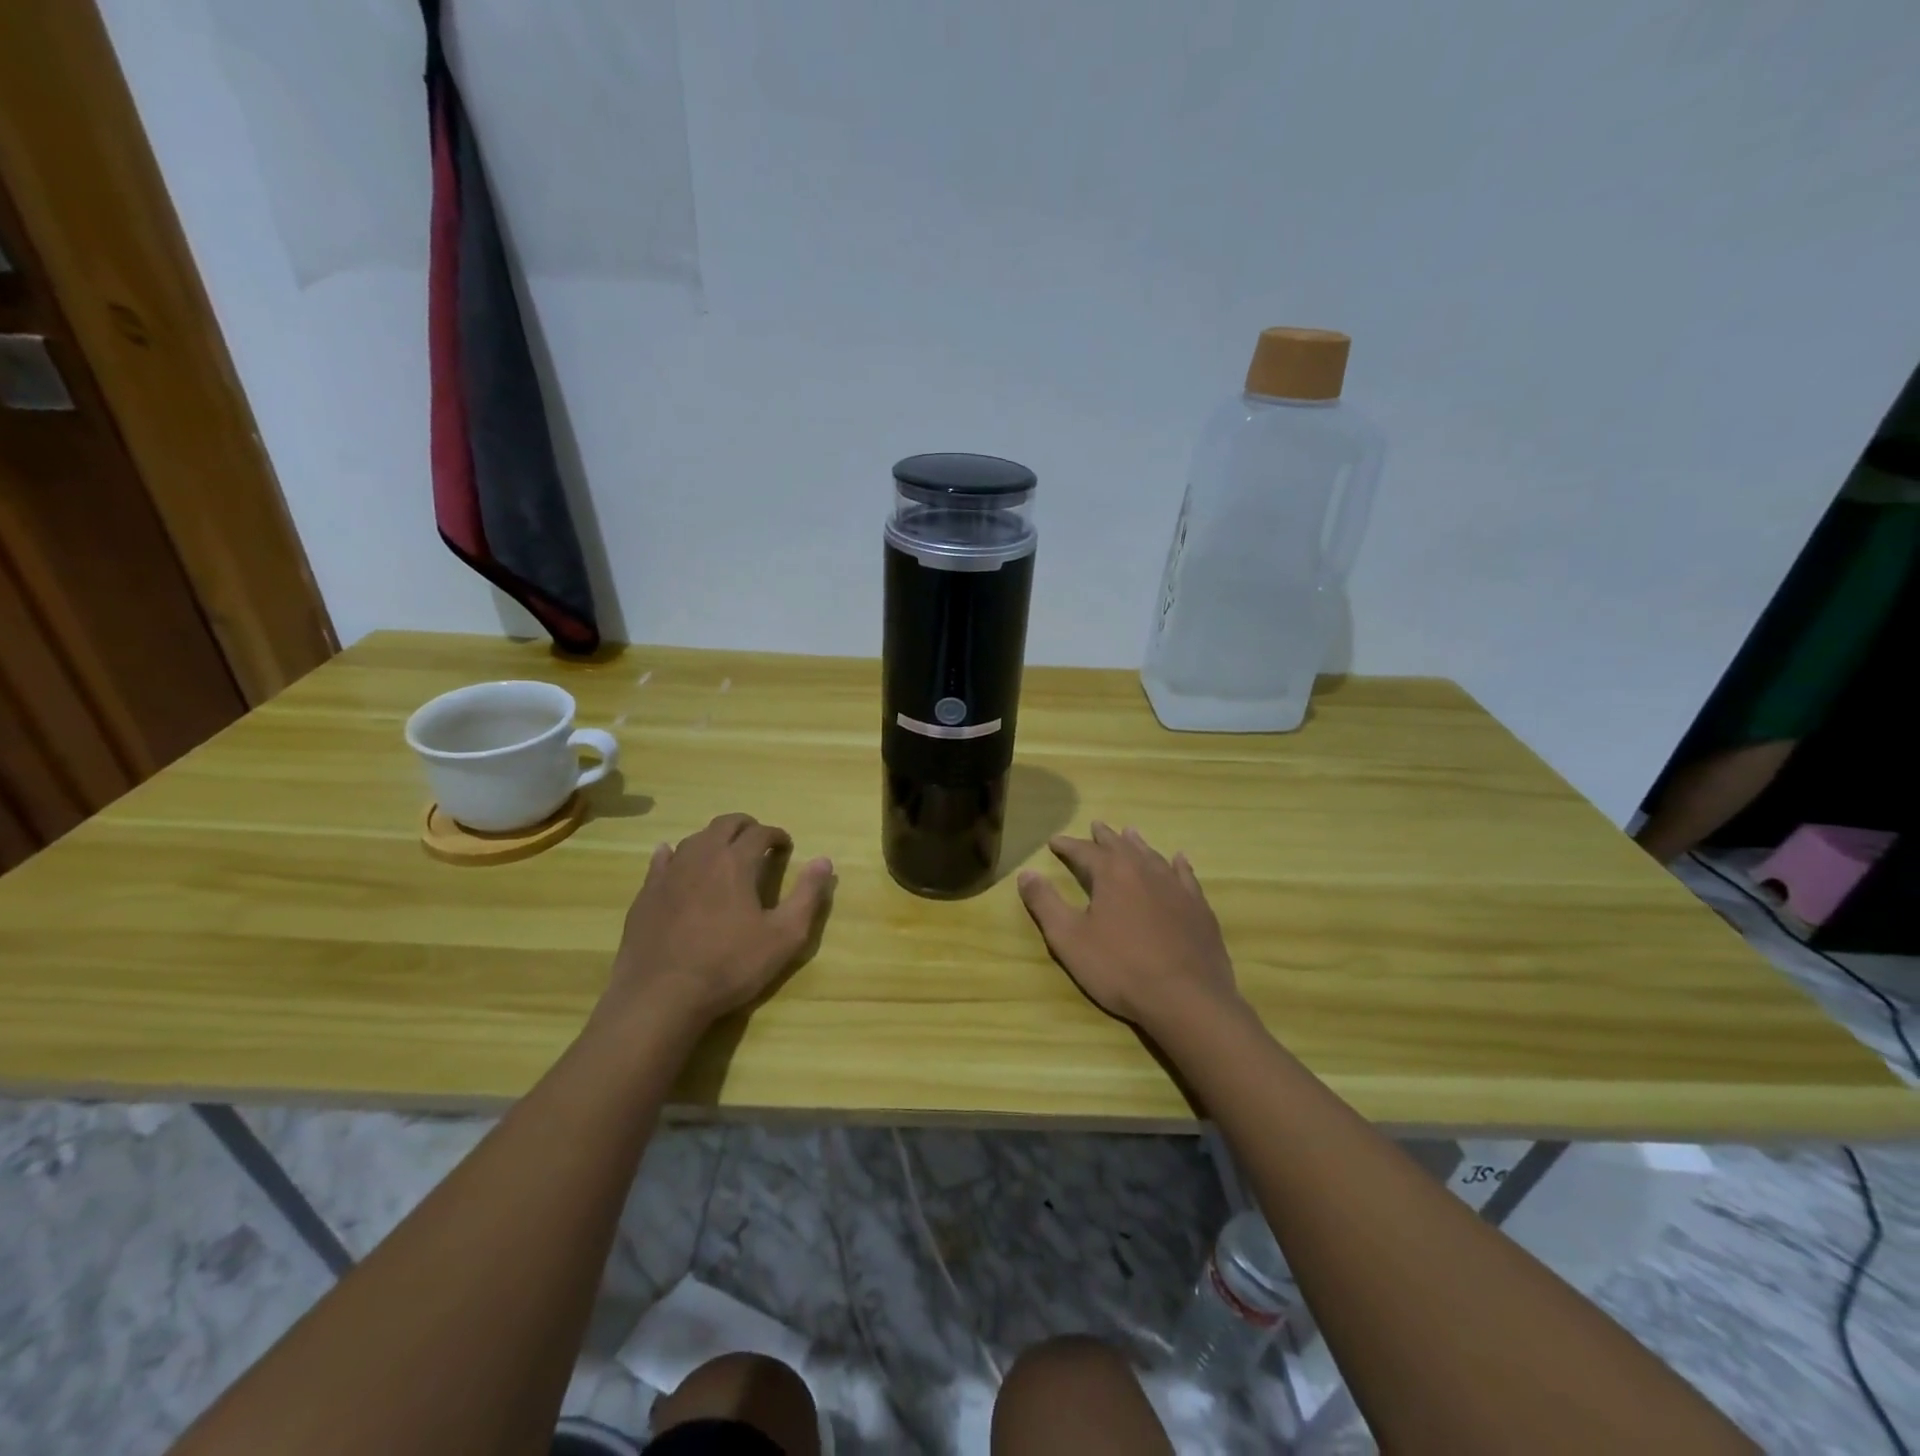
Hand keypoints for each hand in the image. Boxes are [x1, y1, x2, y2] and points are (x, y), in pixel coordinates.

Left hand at [607, 813, 834, 1028]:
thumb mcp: (784, 936)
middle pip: (725, 824)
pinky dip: (675, 854)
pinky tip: (675, 861)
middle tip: (758, 841)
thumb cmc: (729, 966)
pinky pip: (662, 860)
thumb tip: (824, 860)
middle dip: (746, 827)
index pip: (761, 833)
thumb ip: (807, 895)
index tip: (785, 846)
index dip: (777, 835)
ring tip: (724, 855)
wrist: (660, 996)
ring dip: (714, 839)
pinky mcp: (646, 893)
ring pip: (695, 839)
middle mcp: (702, 856)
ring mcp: (669, 873)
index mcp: (736, 862)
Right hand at [1017, 822, 1239, 1029]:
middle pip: (1121, 846)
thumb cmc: (1120, 968)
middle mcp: (1145, 870)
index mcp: (1112, 874)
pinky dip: (1177, 864)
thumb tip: (1026, 873)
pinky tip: (1178, 860)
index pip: (1084, 851)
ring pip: (1152, 856)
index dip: (1067, 846)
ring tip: (1129, 833)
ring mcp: (1176, 888)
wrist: (1186, 999)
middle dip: (1104, 837)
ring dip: (1137, 844)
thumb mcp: (1069, 939)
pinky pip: (1185, 876)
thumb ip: (1045, 903)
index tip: (1054, 841)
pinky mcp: (1198, 908)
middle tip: (1095, 825)